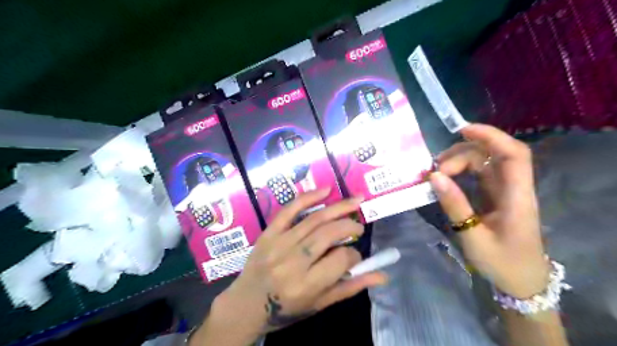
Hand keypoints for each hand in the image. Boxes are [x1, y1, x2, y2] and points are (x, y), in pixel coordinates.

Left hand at [215, 188, 383, 332]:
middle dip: (350, 226)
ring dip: (339, 207)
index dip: (354, 255)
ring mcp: (278, 243)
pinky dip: (309, 197)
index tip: (355, 256)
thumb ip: (350, 287)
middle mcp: (293, 261)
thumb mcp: (320, 304)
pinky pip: (289, 210)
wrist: (246, 304)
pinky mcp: (268, 233)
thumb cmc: (286, 308)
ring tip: (356, 201)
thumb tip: (381, 275)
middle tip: (358, 227)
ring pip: (314, 219)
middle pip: (329, 233)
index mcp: (307, 284)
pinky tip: (326, 190)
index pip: (341, 259)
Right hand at [430, 124, 549, 297]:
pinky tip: (445, 178)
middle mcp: (513, 188)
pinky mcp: (494, 196)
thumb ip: (455, 205)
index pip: (513, 155)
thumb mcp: (473, 236)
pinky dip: (460, 171)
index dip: (491, 136)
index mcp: (517, 197)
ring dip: (459, 161)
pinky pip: (478, 174)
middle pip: (491, 155)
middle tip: (436, 171)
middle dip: (461, 155)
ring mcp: (504, 191)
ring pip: (483, 162)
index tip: (462, 130)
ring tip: (436, 174)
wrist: (520, 281)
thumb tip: (434, 177)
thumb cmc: (501, 262)